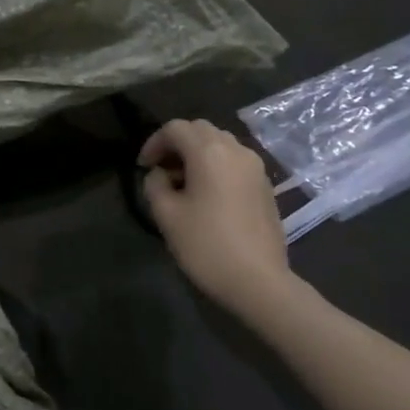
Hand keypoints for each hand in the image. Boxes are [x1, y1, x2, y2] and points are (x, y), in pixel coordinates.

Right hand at [139, 119, 292, 312]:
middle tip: (161, 170)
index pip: (175, 128)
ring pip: (220, 143)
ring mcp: (255, 167)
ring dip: (198, 152)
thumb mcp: (166, 214)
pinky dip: (216, 165)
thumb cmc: (206, 245)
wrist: (258, 281)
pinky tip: (207, 194)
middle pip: (200, 129)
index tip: (143, 167)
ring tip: (183, 181)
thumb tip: (161, 175)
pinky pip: (235, 161)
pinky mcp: (266, 185)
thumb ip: (155, 185)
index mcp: (209, 152)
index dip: (154, 142)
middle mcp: (235, 150)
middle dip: (176, 143)